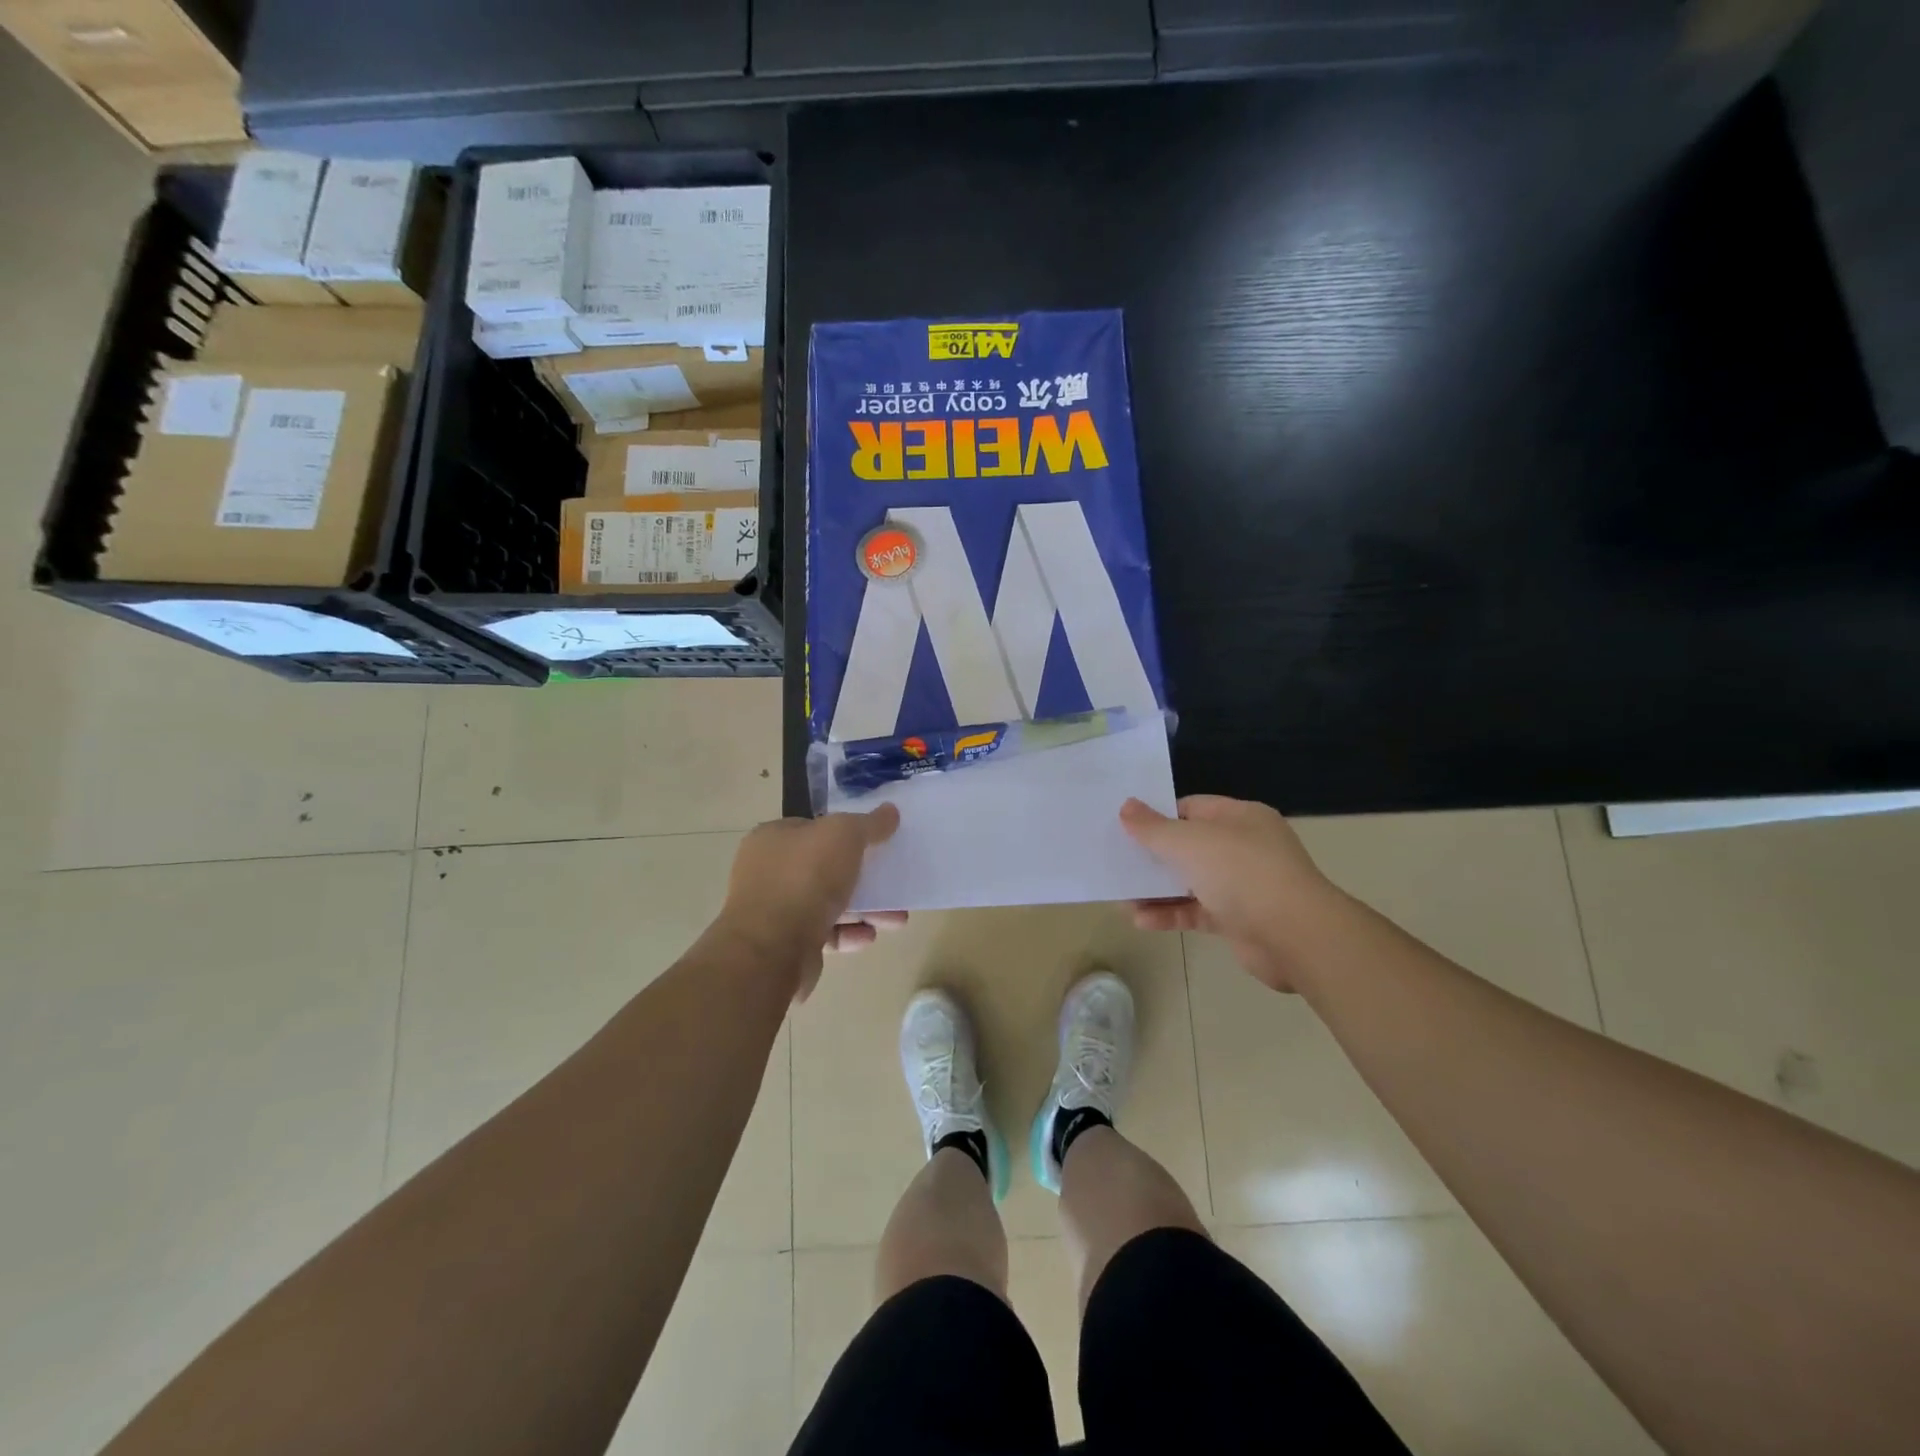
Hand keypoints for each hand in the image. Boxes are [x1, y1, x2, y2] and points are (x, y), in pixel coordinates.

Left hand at [720, 805, 904, 1000]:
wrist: (771, 949)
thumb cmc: (805, 878)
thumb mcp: (844, 835)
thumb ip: (869, 823)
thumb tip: (890, 811)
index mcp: (774, 838)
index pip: (814, 828)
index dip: (847, 832)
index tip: (878, 843)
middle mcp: (770, 872)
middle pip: (827, 868)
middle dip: (865, 877)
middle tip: (895, 884)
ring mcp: (775, 910)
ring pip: (829, 904)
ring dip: (866, 910)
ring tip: (897, 919)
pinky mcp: (785, 945)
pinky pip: (824, 933)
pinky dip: (849, 934)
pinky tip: (869, 936)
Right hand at [1120, 795, 1336, 991]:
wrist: (1295, 936)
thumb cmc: (1242, 873)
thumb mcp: (1189, 842)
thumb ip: (1154, 827)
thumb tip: (1126, 806)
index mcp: (1240, 817)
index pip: (1192, 808)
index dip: (1158, 815)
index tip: (1125, 826)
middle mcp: (1244, 847)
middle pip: (1189, 845)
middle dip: (1153, 855)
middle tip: (1117, 860)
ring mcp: (1243, 885)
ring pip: (1190, 881)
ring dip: (1156, 889)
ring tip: (1120, 897)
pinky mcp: (1238, 920)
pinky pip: (1196, 912)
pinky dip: (1170, 915)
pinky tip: (1140, 920)